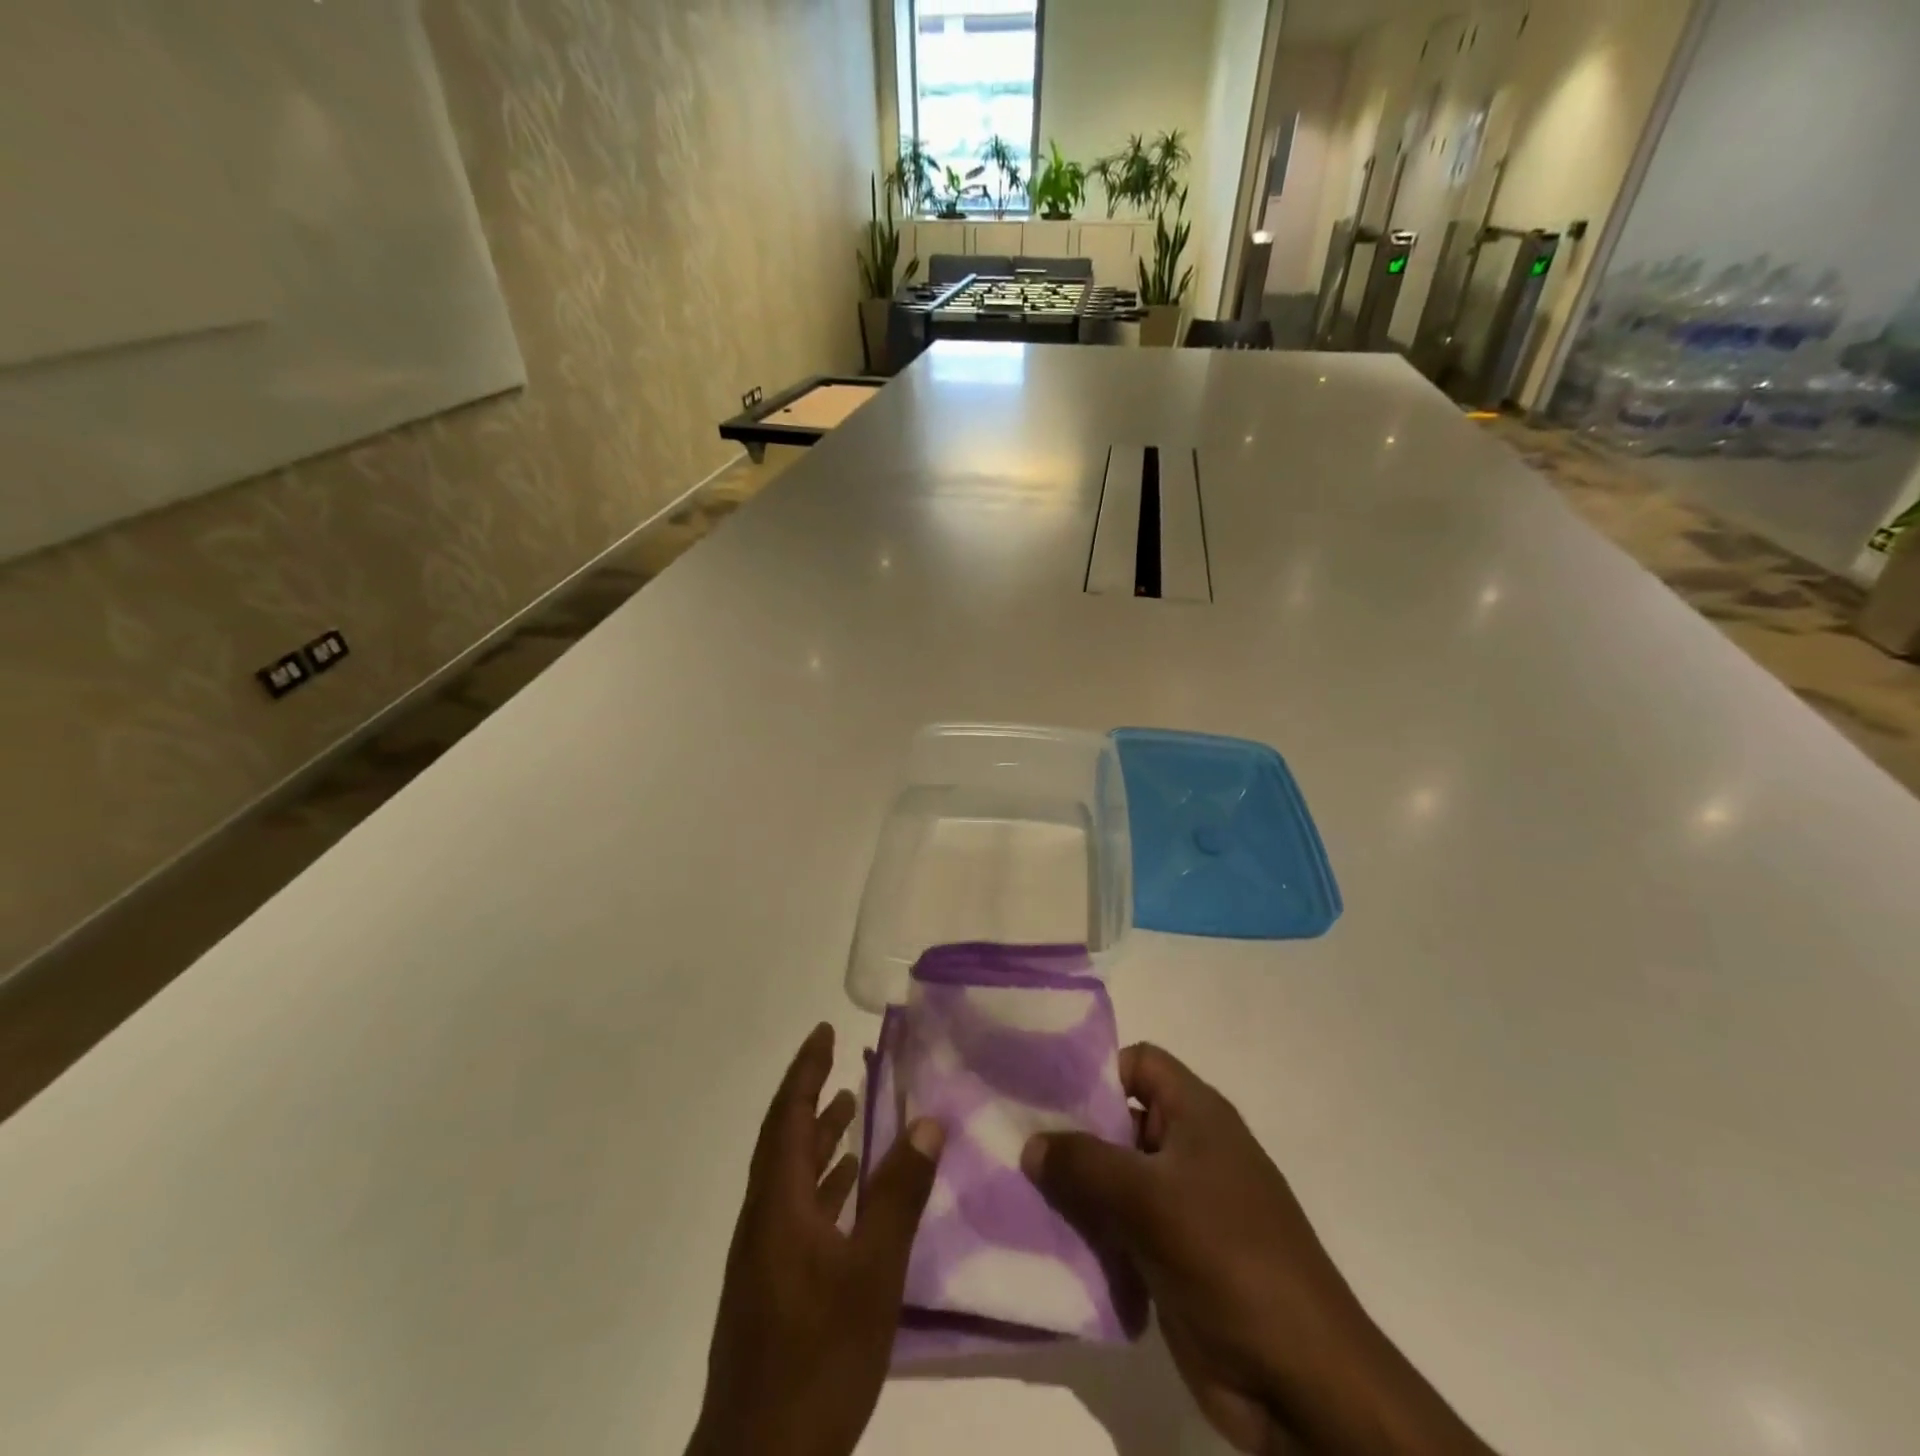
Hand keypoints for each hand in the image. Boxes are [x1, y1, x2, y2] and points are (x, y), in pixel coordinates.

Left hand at [688, 1023, 945, 1455]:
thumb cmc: (817, 1358)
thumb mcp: (872, 1272)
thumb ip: (900, 1194)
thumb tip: (927, 1122)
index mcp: (778, 1204)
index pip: (788, 1116)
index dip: (805, 1070)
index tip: (823, 1032)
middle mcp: (763, 1220)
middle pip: (784, 1141)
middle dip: (810, 1096)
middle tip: (839, 1062)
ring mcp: (764, 1258)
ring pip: (790, 1178)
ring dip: (818, 1141)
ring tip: (851, 1113)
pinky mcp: (771, 1290)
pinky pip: (796, 1211)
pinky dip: (823, 1187)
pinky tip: (850, 1194)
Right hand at [1022, 1044, 1494, 1455]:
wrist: (1302, 1383)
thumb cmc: (1230, 1260)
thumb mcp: (1150, 1199)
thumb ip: (1084, 1163)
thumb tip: (1031, 1142)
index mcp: (1196, 1115)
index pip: (1138, 1063)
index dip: (1095, 1069)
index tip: (1043, 1091)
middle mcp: (1188, 1150)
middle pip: (1118, 1119)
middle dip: (1070, 1131)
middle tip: (1011, 1140)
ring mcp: (1181, 1206)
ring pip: (1113, 1178)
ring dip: (1072, 1187)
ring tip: (1015, 1189)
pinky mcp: (1171, 1257)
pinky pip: (1118, 1227)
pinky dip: (1087, 1231)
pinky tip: (1044, 1239)